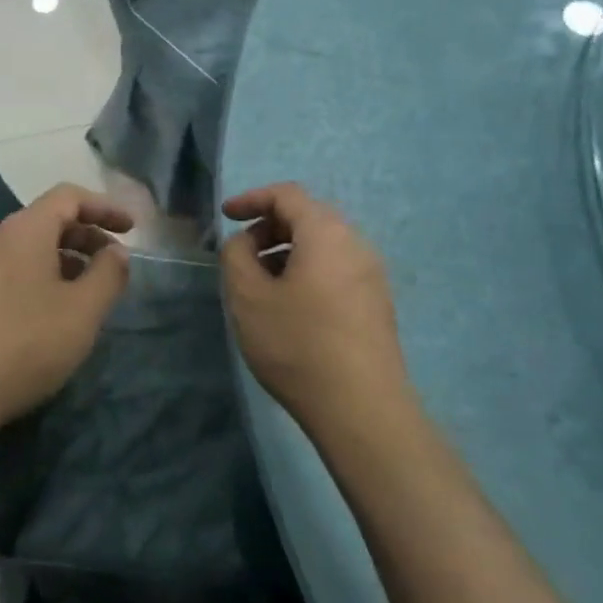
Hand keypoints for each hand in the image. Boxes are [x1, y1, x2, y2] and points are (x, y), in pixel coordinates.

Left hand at [0, 184, 133, 429]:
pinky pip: (14, 273)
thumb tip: (116, 252)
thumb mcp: (83, 310)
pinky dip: (44, 279)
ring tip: (90, 292)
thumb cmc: (26, 342)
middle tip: (115, 262)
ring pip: (30, 249)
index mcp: (25, 230)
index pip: (68, 196)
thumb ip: (108, 275)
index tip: (132, 229)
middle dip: (87, 235)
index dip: (104, 207)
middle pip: (48, 220)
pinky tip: (55, 315)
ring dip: (66, 260)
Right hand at [220, 182, 411, 429]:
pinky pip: (336, 270)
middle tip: (241, 254)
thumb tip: (245, 243)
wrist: (361, 407)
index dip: (252, 199)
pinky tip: (289, 306)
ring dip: (287, 252)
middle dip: (269, 227)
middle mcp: (356, 244)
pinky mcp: (376, 304)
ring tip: (260, 284)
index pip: (287, 195)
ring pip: (323, 246)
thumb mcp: (247, 296)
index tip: (226, 215)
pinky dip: (307, 271)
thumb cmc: (297, 344)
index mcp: (326, 233)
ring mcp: (371, 275)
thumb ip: (236, 255)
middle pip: (308, 217)